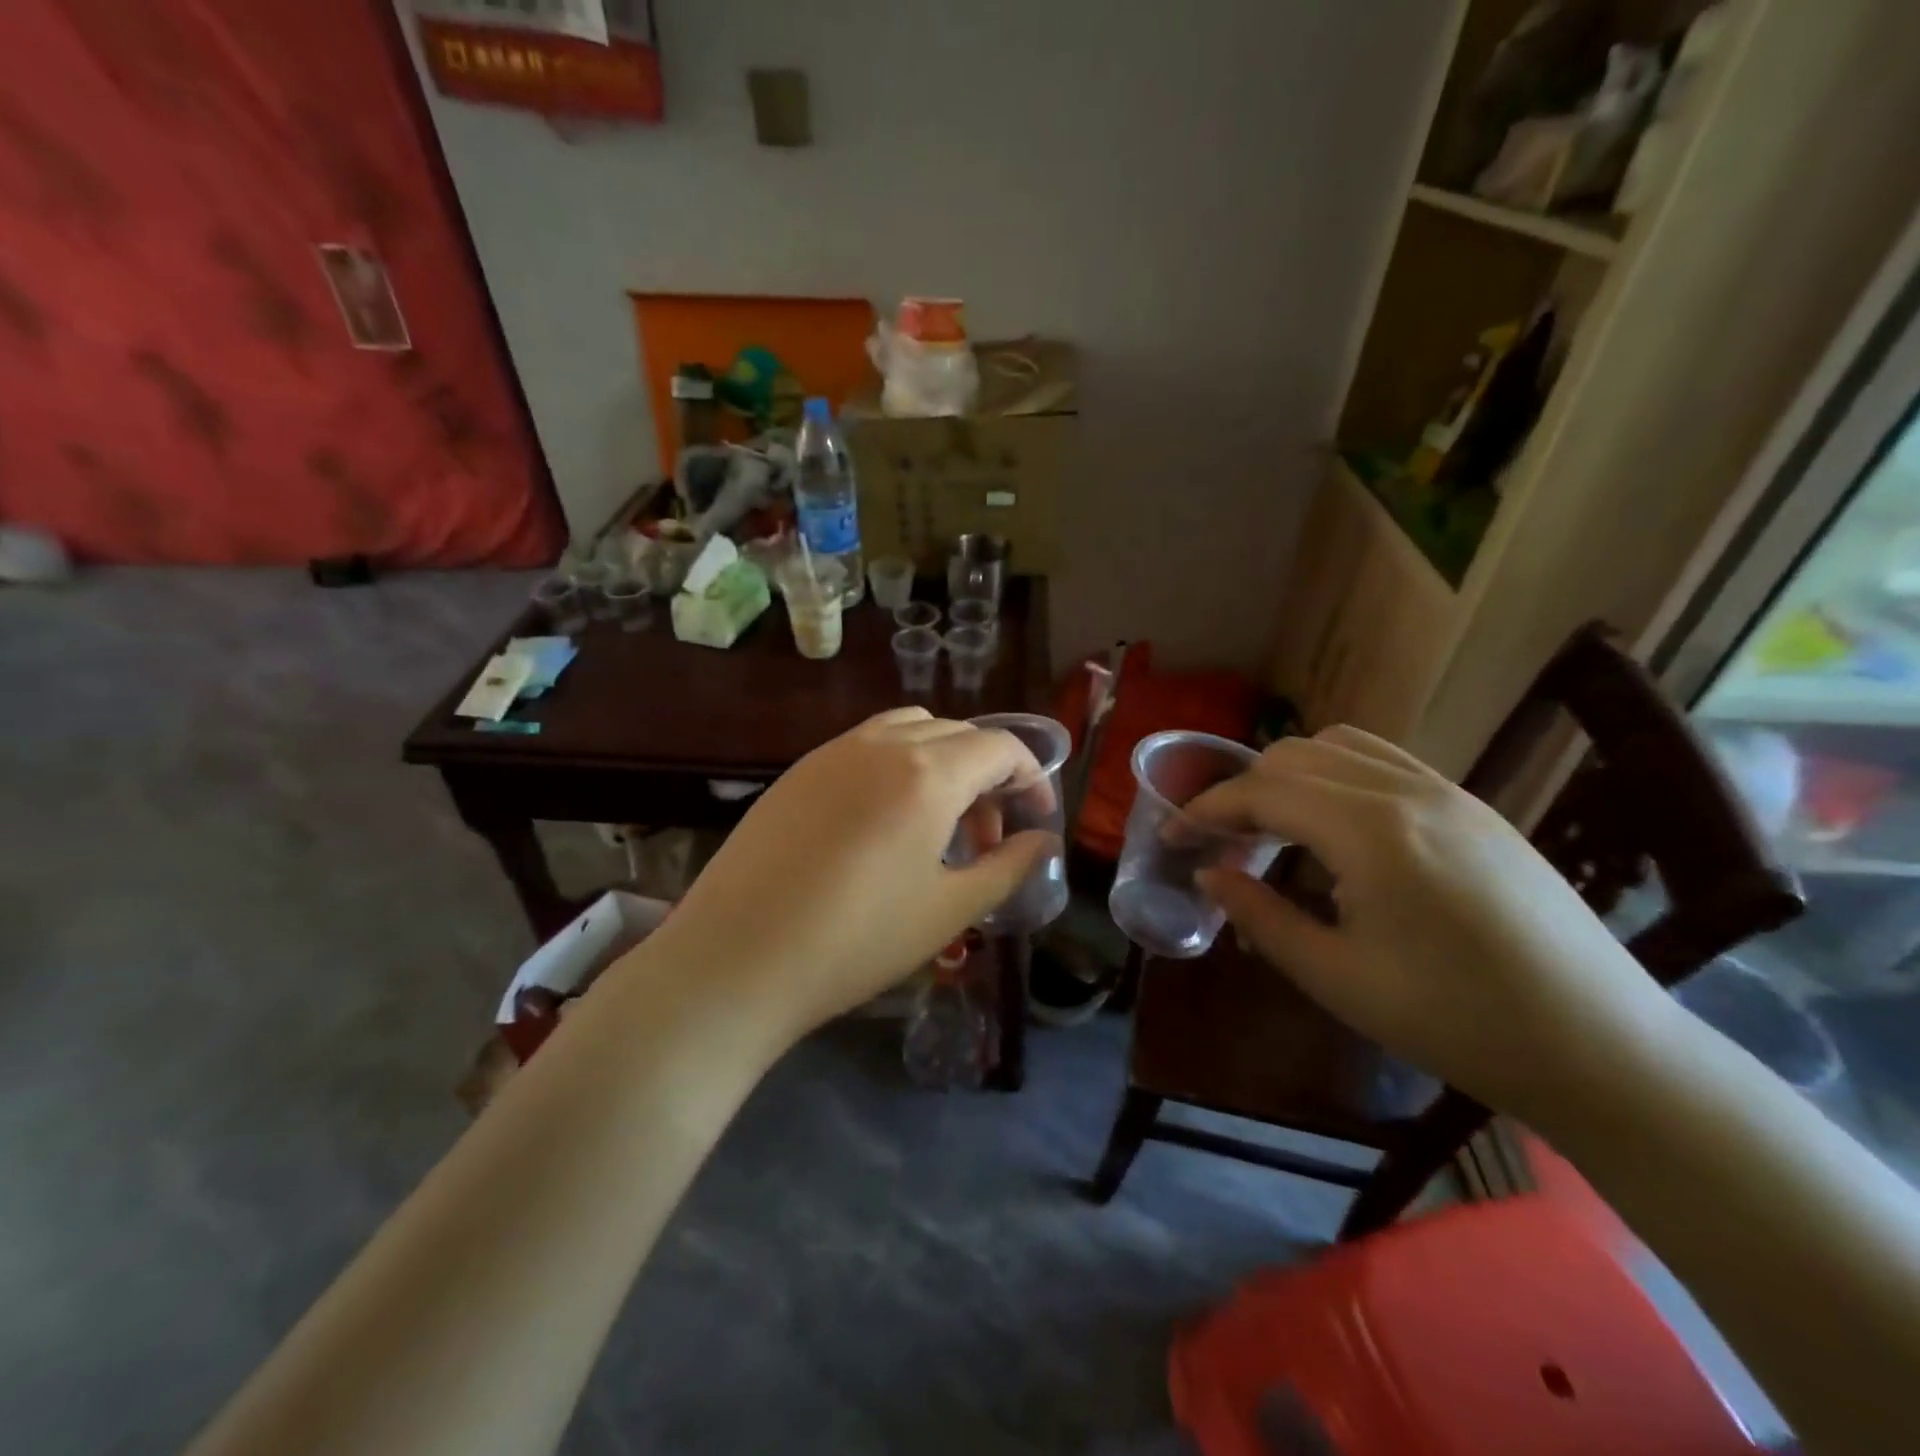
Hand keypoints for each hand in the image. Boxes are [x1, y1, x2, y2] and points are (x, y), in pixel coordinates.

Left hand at [643, 708, 1056, 1037]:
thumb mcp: (948, 911)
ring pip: (910, 731)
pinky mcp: (798, 771)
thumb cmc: (855, 942)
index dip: (1030, 778)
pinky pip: (865, 746)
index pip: (1000, 747)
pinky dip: (897, 766)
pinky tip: (882, 825)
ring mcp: (833, 752)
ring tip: (936, 825)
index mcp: (928, 773)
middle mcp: (882, 744)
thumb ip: (1007, 867)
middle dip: (987, 775)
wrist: (735, 960)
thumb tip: (1042, 841)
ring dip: (941, 763)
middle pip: (957, 734)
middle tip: (986, 838)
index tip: (1035, 821)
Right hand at [1186, 726, 1676, 1116]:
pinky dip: (1338, 774)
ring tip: (1273, 825)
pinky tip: (1337, 826)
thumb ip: (1259, 916)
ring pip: (1340, 746)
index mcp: (1370, 831)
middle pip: (1294, 756)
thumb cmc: (1455, 1021)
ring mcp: (1449, 792)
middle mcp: (1407, 791)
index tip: (1173, 836)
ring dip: (1290, 774)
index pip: (1262, 792)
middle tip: (1221, 840)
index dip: (1205, 810)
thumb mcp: (1336, 977)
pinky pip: (1386, 763)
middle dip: (1242, 790)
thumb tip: (1210, 873)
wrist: (1602, 1049)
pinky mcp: (1475, 808)